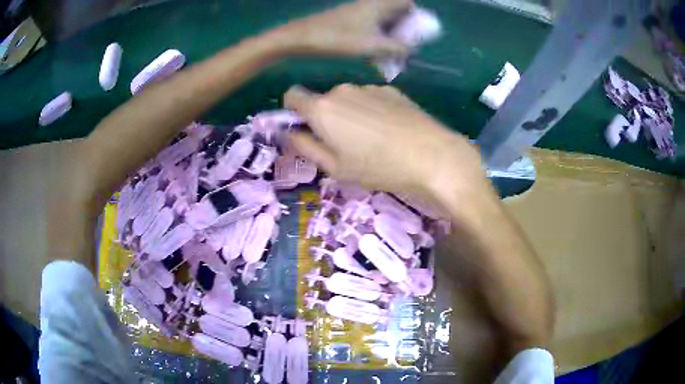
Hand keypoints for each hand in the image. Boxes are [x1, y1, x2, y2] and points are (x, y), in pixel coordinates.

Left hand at [273, 0, 412, 56]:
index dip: (415, 14)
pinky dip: (377, 34)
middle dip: (404, 27)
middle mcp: (370, 4)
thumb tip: (412, 51)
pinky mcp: (347, 19)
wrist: (302, 37)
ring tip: (391, 51)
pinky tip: (374, 51)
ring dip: (390, 33)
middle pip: (396, 10)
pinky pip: (370, 23)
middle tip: (405, 45)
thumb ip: (398, 48)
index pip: (406, 1)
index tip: (415, 31)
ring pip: (383, 18)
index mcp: (379, 4)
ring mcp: (357, 11)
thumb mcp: (373, 46)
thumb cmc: (338, 38)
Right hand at [284, 84, 490, 200]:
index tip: (306, 128)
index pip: (292, 96)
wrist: (433, 156)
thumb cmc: (379, 167)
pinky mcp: (391, 89)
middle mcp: (342, 90)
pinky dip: (372, 110)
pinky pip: (370, 98)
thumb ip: (306, 147)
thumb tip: (290, 133)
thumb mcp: (336, 168)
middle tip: (344, 143)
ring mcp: (368, 87)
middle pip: (322, 99)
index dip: (293, 111)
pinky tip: (390, 130)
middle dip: (326, 117)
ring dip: (350, 114)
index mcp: (322, 108)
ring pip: (348, 99)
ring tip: (372, 139)